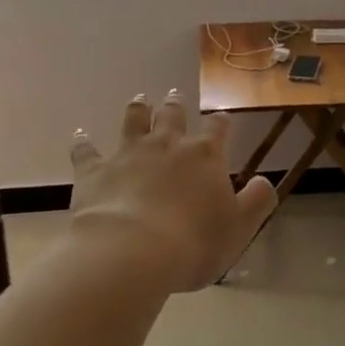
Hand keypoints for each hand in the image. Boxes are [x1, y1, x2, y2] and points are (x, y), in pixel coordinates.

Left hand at [67, 90, 276, 293]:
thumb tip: (264, 182)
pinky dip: (83, 142)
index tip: (222, 117)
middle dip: (175, 105)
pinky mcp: (95, 171)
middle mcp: (167, 145)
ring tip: (139, 99)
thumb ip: (257, 202)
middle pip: (172, 116)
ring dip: (137, 109)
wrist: (132, 251)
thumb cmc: (193, 242)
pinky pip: (86, 151)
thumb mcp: (240, 228)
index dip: (221, 122)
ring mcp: (128, 154)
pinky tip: (80, 134)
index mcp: (204, 156)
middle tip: (174, 94)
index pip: (217, 129)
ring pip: (133, 122)